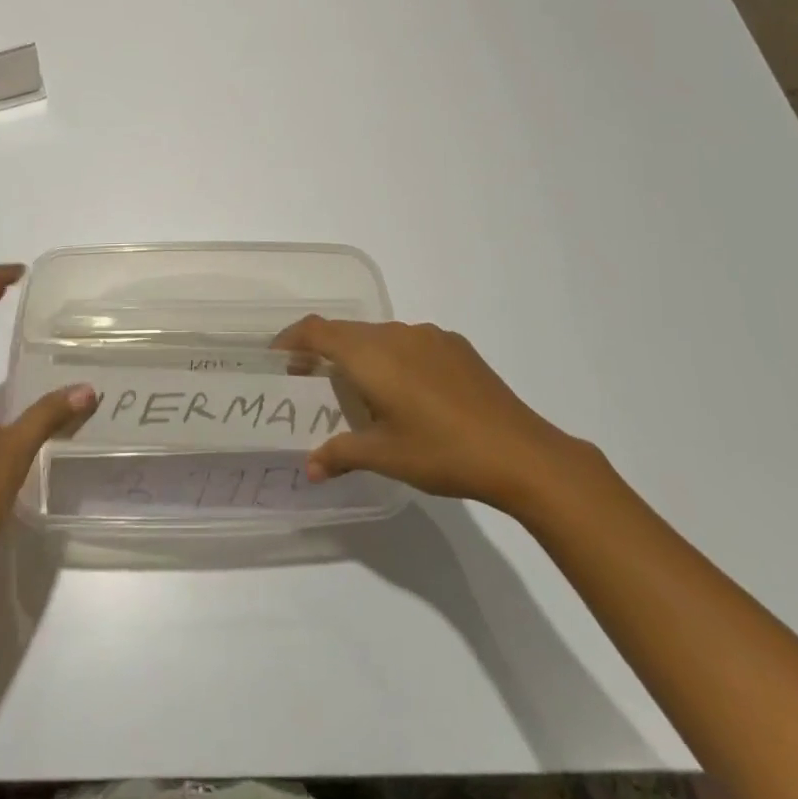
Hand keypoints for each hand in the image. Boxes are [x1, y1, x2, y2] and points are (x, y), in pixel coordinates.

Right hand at [273, 316, 594, 512]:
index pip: (318, 331)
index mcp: (371, 354)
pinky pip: (410, 342)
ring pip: (381, 336)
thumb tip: (309, 468)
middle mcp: (396, 333)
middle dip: (325, 351)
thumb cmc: (441, 452)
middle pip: (348, 332)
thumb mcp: (385, 457)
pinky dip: (394, 358)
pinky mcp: (456, 346)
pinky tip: (410, 393)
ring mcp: (429, 336)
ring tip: (362, 391)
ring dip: (362, 355)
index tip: (277, 356)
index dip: (292, 338)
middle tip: (312, 381)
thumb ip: (341, 454)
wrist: (520, 452)